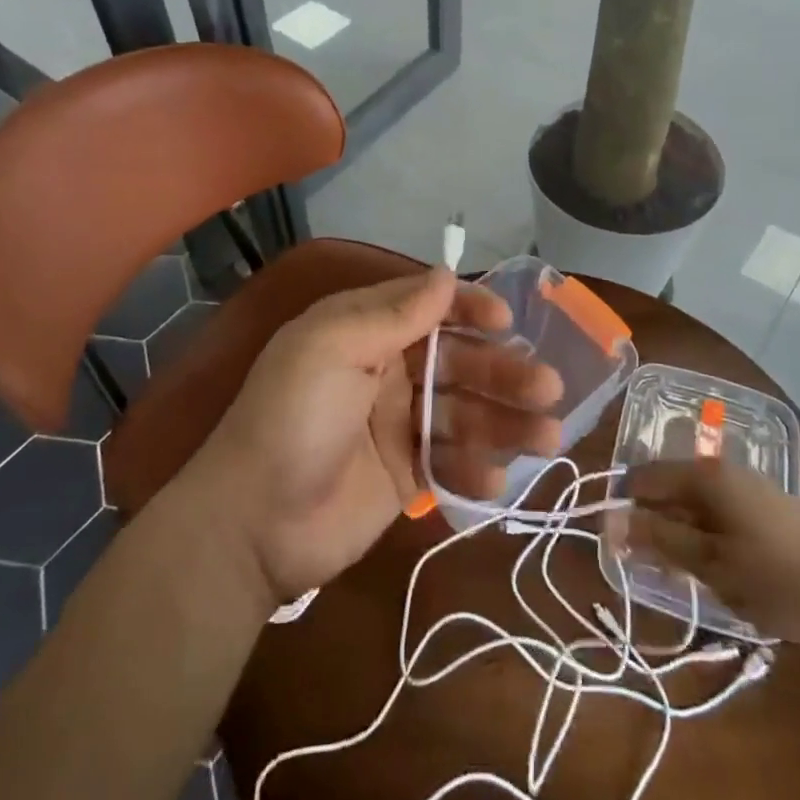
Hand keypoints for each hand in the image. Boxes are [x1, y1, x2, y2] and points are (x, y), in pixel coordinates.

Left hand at [193, 269, 562, 603]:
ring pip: (464, 413)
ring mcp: (397, 425)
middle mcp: (386, 371)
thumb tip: (446, 273)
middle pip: (457, 362)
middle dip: (502, 373)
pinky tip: (497, 480)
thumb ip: (394, 314)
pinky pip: (451, 461)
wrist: (252, 525)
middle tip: (548, 388)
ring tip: (548, 437)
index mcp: (364, 331)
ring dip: (505, 422)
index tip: (506, 323)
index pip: (428, 307)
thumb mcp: (333, 349)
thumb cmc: (292, 419)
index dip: (469, 310)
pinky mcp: (404, 474)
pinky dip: (476, 468)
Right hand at [619, 459, 799, 656]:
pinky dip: (705, 535)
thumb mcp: (711, 565)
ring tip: (678, 572)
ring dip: (679, 532)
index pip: (645, 477)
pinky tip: (712, 567)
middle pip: (670, 487)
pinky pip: (719, 513)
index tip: (614, 544)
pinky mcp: (768, 508)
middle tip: (646, 566)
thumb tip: (612, 519)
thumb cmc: (778, 580)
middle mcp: (724, 469)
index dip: (624, 506)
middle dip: (652, 522)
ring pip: (695, 503)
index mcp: (706, 475)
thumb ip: (660, 538)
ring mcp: (749, 486)